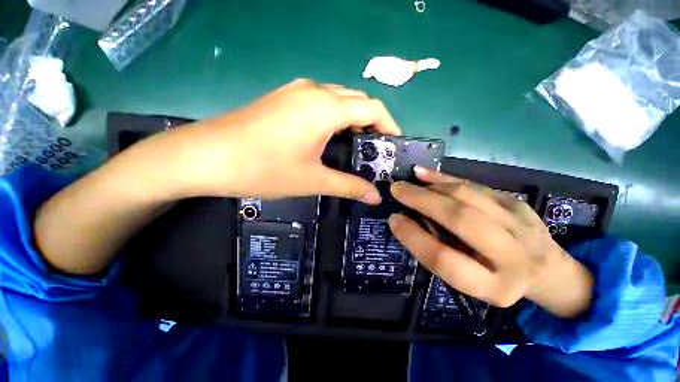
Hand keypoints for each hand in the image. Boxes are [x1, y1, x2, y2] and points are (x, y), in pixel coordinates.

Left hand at [153, 79, 399, 202]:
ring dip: (353, 118)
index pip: (373, 107)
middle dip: (372, 122)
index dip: (389, 125)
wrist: (207, 157)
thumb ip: (349, 186)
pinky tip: (330, 136)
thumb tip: (375, 197)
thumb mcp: (313, 179)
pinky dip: (334, 116)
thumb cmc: (264, 168)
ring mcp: (296, 90)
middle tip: (375, 149)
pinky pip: (321, 101)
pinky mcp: (284, 97)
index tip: (393, 144)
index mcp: (326, 107)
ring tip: (357, 145)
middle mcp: (314, 90)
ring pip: (339, 99)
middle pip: (357, 100)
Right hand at [388, 167, 593, 317]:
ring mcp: (521, 224)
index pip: (445, 260)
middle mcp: (513, 256)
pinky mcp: (519, 202)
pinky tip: (424, 174)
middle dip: (423, 201)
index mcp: (494, 287)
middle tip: (397, 190)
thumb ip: (440, 253)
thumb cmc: (497, 279)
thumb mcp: (469, 281)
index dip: (414, 237)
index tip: (394, 219)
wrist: (548, 271)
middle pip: (462, 220)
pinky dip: (445, 178)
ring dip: (432, 187)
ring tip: (409, 182)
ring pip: (469, 196)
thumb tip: (407, 220)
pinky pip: (474, 185)